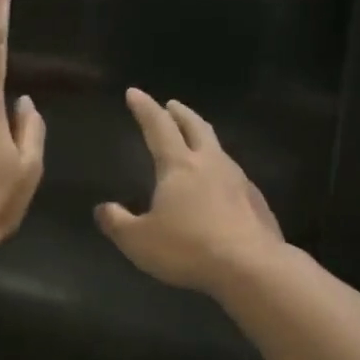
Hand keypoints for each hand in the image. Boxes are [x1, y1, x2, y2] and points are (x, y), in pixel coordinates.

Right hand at [95, 89, 284, 296]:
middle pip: (195, 126)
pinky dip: (221, 169)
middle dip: (180, 113)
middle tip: (172, 105)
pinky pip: (234, 175)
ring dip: (203, 138)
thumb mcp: (139, 241)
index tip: (134, 92)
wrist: (251, 267)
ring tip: (196, 141)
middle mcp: (210, 163)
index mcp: (178, 165)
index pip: (158, 126)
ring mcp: (238, 180)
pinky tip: (221, 184)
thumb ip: (117, 222)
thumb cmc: (189, 248)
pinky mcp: (256, 201)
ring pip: (218, 148)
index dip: (144, 108)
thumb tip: (103, 209)